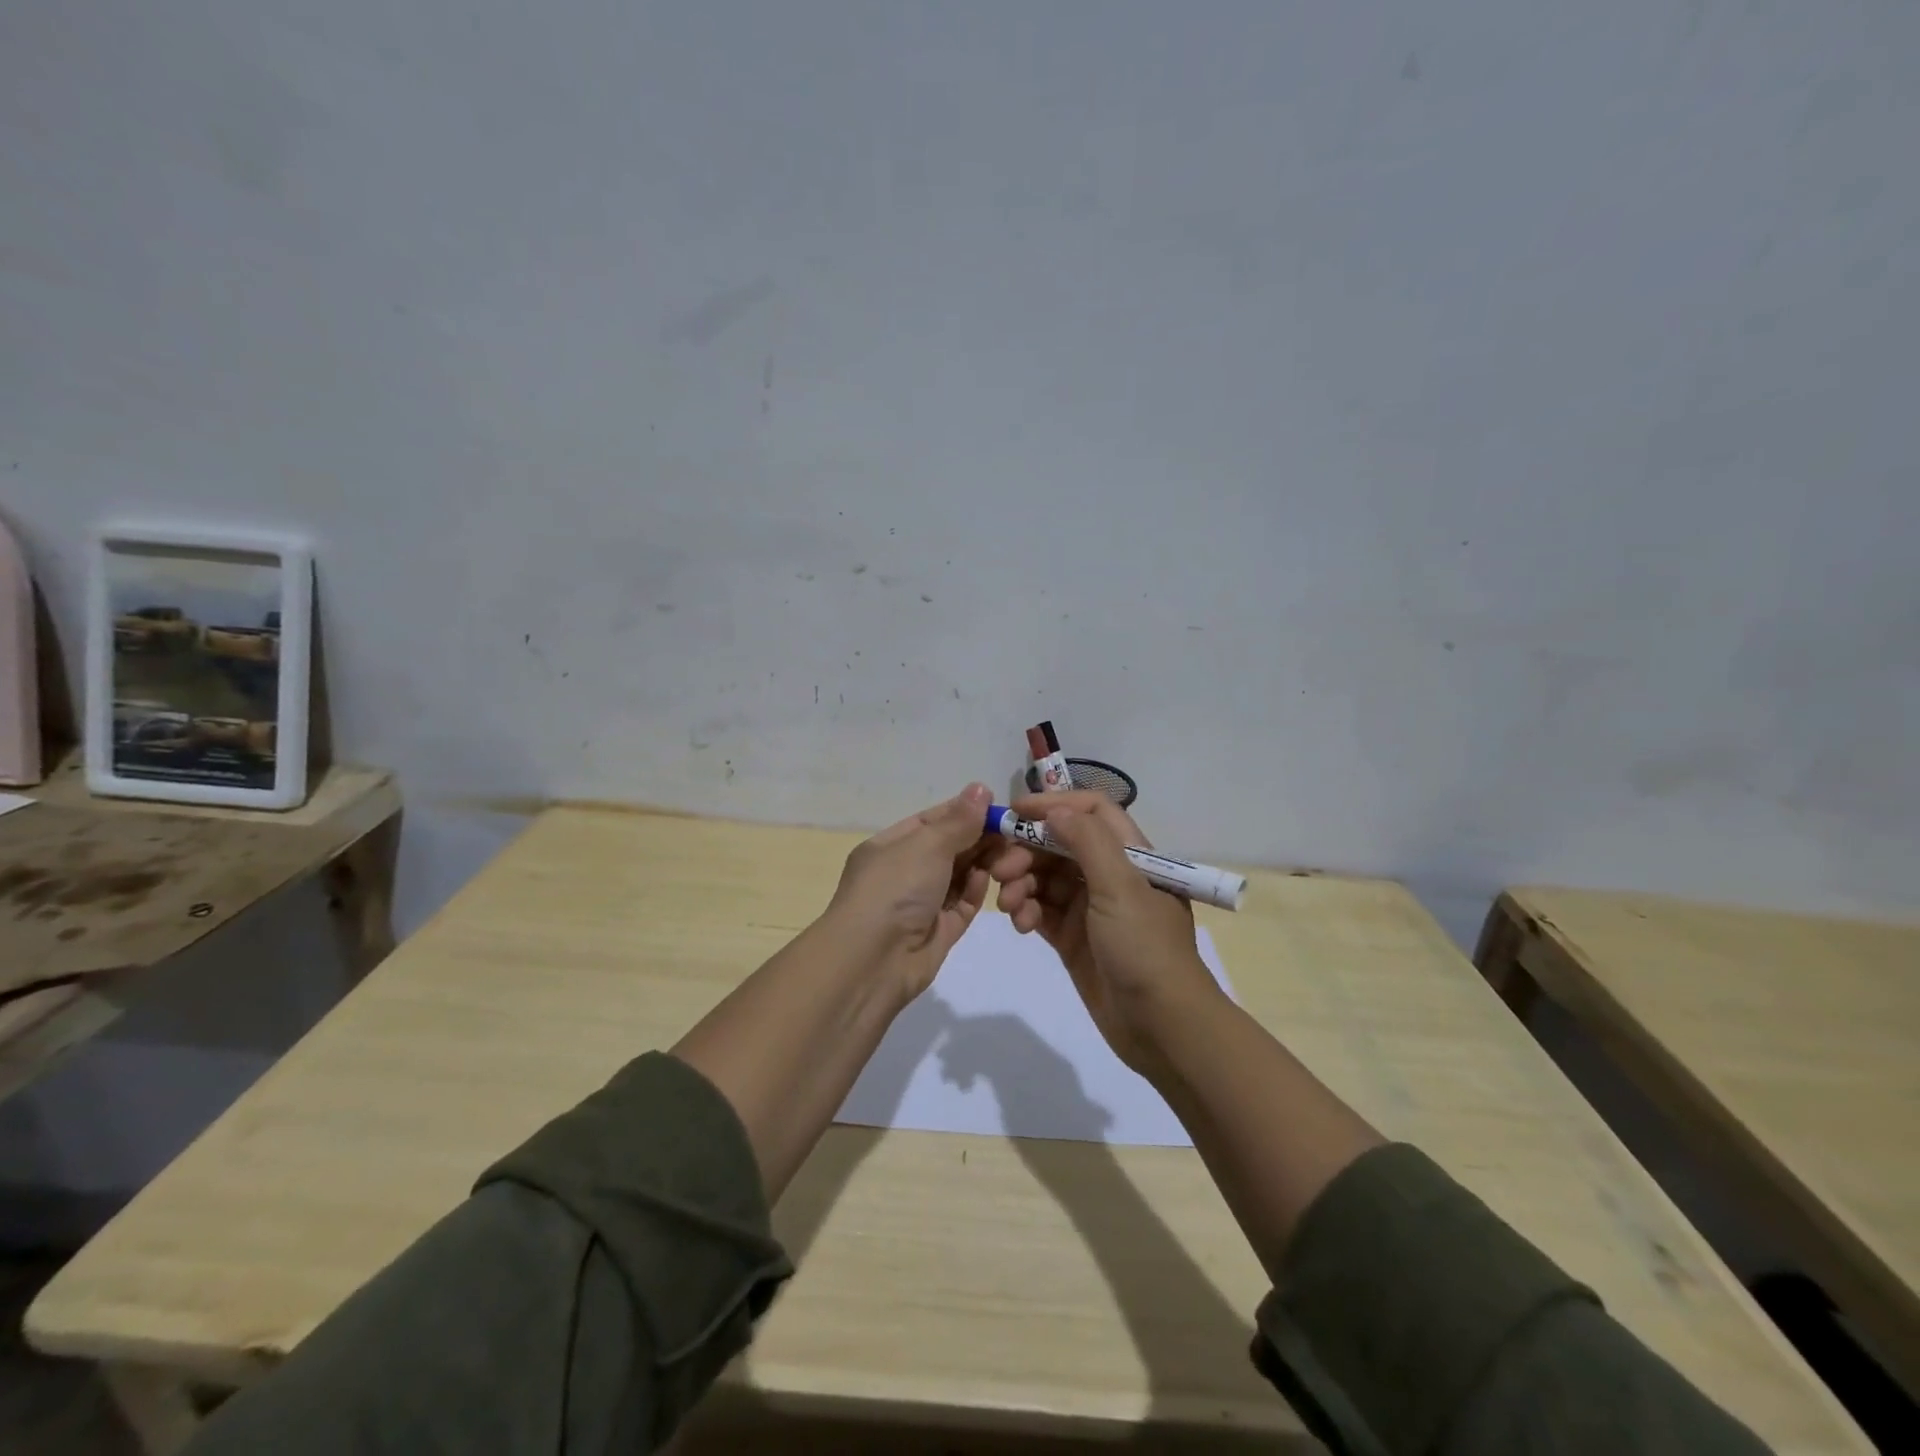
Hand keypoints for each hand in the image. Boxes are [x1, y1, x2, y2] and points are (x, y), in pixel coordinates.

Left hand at [825, 783, 995, 999]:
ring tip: (1008, 854)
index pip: (931, 821)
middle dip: (978, 838)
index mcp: (889, 846)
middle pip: (948, 848)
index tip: (996, 807)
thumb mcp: (926, 845)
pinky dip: (975, 891)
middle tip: (1011, 831)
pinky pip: (961, 905)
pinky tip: (989, 879)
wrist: (872, 962)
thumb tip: (980, 789)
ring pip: (958, 876)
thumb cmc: (893, 889)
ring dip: (981, 863)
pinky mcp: (938, 932)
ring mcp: (920, 904)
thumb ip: (959, 820)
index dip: (963, 812)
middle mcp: (903, 873)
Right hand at [988, 791, 1224, 1072]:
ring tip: (1010, 905)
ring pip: (1045, 878)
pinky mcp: (1074, 938)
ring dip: (1022, 884)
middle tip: (1000, 870)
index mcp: (1131, 855)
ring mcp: (1090, 908)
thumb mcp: (1121, 888)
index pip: (1092, 811)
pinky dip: (1027, 912)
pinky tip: (1020, 925)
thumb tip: (1054, 810)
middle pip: (1060, 845)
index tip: (1015, 813)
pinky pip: (1042, 911)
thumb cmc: (1145, 948)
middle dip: (1027, 851)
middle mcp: (1110, 875)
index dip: (1054, 805)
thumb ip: (1087, 842)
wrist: (1161, 1027)